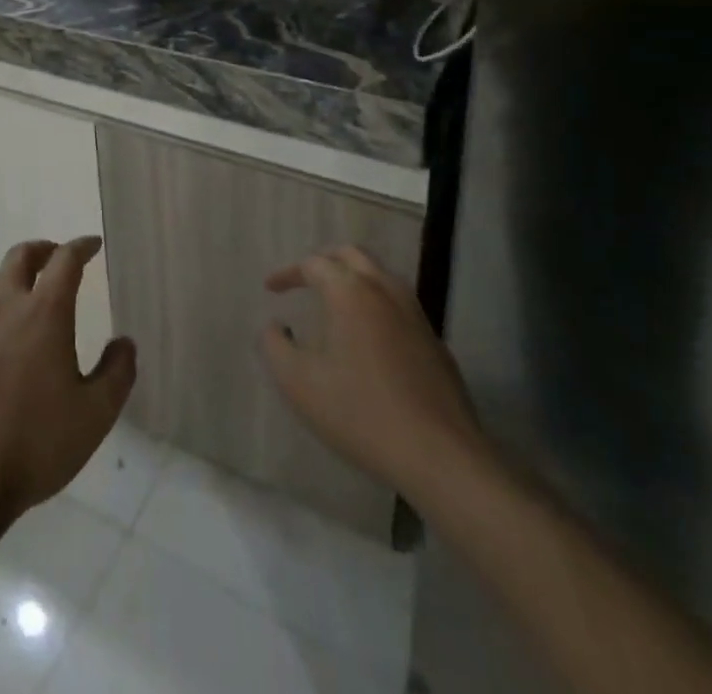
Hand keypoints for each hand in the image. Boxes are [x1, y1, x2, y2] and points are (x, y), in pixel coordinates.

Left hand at [0, 237, 135, 527]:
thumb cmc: (35, 444)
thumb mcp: (95, 415)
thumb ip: (117, 373)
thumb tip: (125, 343)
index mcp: (44, 313)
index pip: (64, 261)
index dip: (81, 247)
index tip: (93, 245)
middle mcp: (5, 309)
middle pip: (20, 257)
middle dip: (42, 250)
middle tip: (57, 256)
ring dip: (10, 274)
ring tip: (24, 289)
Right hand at [262, 246, 491, 502]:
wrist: (440, 457)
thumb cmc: (361, 413)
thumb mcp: (300, 383)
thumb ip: (275, 346)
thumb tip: (274, 326)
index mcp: (351, 292)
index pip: (315, 264)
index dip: (289, 273)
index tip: (271, 290)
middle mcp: (385, 290)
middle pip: (353, 255)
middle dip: (325, 261)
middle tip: (305, 280)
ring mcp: (416, 314)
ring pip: (381, 276)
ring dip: (354, 279)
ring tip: (335, 303)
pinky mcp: (435, 342)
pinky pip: (399, 306)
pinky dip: (376, 305)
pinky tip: (369, 339)